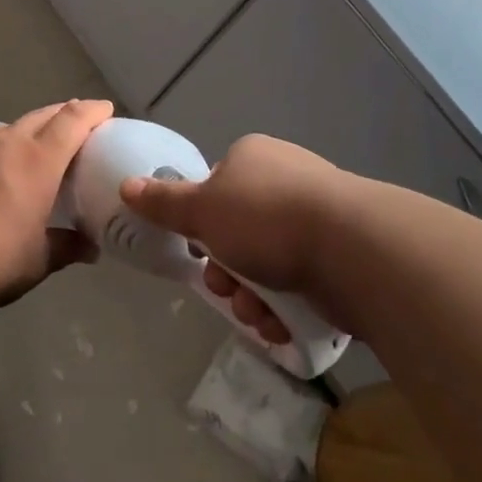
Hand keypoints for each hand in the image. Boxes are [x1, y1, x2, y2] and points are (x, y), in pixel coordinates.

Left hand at [0, 99, 112, 310]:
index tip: (105, 109)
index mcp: (39, 161)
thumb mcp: (38, 260)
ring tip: (35, 146)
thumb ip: (66, 247)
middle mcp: (8, 143)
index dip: (91, 111)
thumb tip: (90, 248)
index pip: (72, 121)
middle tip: (77, 122)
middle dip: (64, 113)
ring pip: (10, 128)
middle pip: (43, 115)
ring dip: (29, 130)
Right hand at [120, 135, 351, 342]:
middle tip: (225, 287)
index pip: (216, 189)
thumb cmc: (267, 218)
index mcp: (254, 158)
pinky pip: (299, 283)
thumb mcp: (202, 209)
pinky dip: (284, 307)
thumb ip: (163, 202)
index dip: (202, 225)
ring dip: (251, 296)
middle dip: (226, 271)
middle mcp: (286, 181)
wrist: (354, 250)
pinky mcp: (341, 256)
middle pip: (238, 233)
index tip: (199, 250)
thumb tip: (126, 185)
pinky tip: (280, 323)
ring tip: (257, 312)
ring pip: (266, 265)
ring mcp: (318, 219)